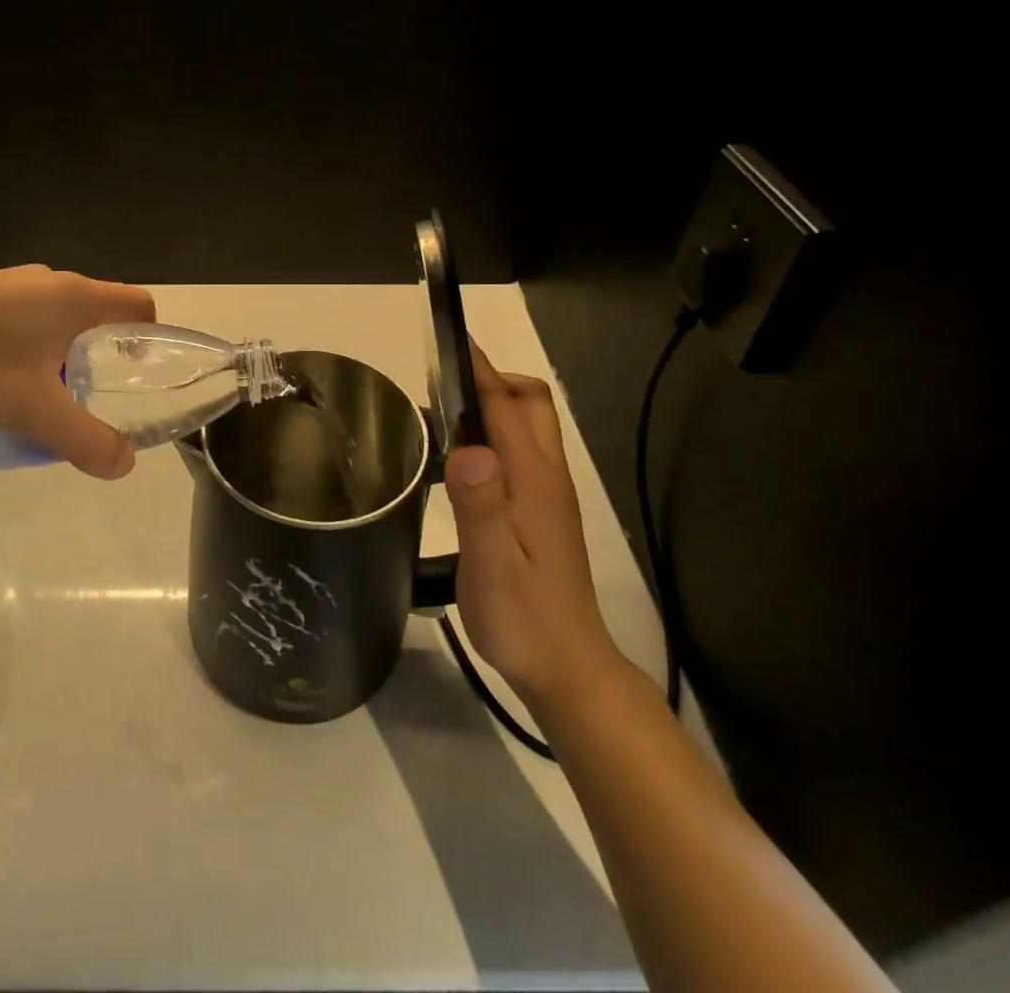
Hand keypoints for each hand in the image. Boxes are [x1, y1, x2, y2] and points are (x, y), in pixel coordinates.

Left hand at [0, 267, 156, 478]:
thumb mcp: (32, 411)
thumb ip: (84, 440)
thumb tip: (126, 463)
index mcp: (74, 297)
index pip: (138, 305)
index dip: (150, 339)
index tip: (136, 376)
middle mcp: (48, 280)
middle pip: (96, 314)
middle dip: (98, 357)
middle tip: (81, 399)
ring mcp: (8, 281)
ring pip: (55, 318)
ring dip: (58, 354)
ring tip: (34, 396)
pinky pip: (21, 316)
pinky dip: (25, 346)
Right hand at [443, 344, 629, 710]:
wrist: (567, 668)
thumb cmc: (522, 619)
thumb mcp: (491, 567)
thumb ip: (480, 507)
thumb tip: (468, 449)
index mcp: (534, 481)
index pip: (505, 406)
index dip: (479, 370)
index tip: (449, 341)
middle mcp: (547, 476)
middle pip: (530, 402)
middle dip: (493, 378)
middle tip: (443, 383)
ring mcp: (549, 492)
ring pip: (529, 424)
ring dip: (495, 402)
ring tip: (445, 410)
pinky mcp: (544, 509)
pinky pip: (522, 449)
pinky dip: (495, 431)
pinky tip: (464, 456)